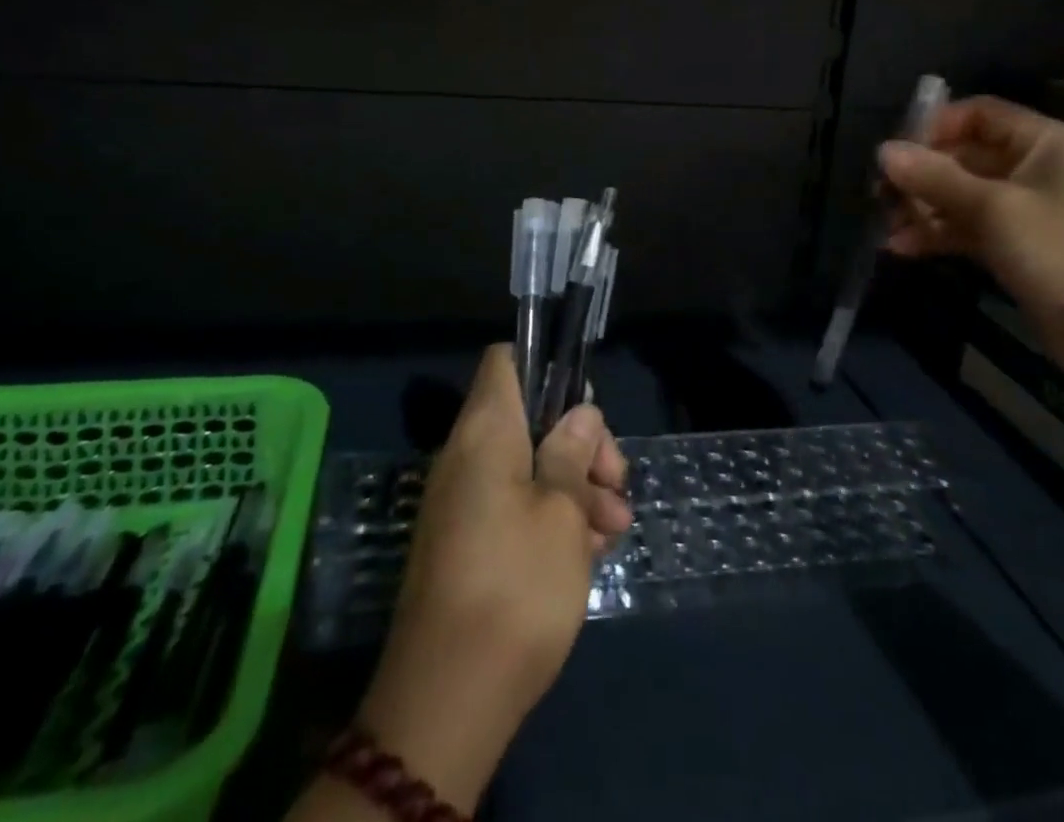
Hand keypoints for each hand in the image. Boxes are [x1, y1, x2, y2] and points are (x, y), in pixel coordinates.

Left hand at [353, 345, 631, 810]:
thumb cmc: (516, 586)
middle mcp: (467, 457)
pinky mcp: (468, 544)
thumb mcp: (563, 511)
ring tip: (615, 530)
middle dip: (580, 443)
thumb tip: (579, 413)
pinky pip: (515, 506)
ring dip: (576, 487)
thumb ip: (573, 451)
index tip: (586, 404)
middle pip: (530, 417)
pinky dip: (553, 517)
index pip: (506, 361)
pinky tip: (589, 553)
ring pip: (529, 466)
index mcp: (485, 432)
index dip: (547, 367)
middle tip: (617, 482)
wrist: (447, 702)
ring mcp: (464, 503)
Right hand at [879, 95, 1063, 386]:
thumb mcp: (994, 208)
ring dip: (924, 209)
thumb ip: (935, 177)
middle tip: (880, 195)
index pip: (980, 114)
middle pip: (967, 157)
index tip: (895, 152)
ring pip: (964, 198)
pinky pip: (972, 232)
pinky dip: (940, 237)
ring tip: (887, 227)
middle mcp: (1039, 170)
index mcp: (1046, 143)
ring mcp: (1031, 214)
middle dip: (921, 175)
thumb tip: (883, 150)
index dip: (935, 127)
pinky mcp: (1024, 252)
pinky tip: (902, 249)